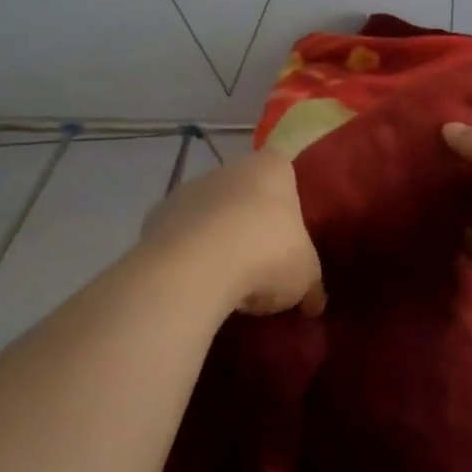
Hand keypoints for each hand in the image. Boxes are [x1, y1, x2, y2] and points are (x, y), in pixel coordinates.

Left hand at [139, 146, 324, 318]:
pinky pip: (180, 236)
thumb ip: (311, 284)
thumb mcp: (305, 276)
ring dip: (216, 239)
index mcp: (271, 167)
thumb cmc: (267, 254)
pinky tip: (196, 284)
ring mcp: (188, 189)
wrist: (195, 268)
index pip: (284, 173)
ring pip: (209, 214)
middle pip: (244, 193)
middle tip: (261, 264)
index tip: (289, 236)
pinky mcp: (156, 217)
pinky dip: (187, 255)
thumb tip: (315, 303)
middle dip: (250, 223)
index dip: (287, 203)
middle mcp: (228, 168)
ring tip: (226, 282)